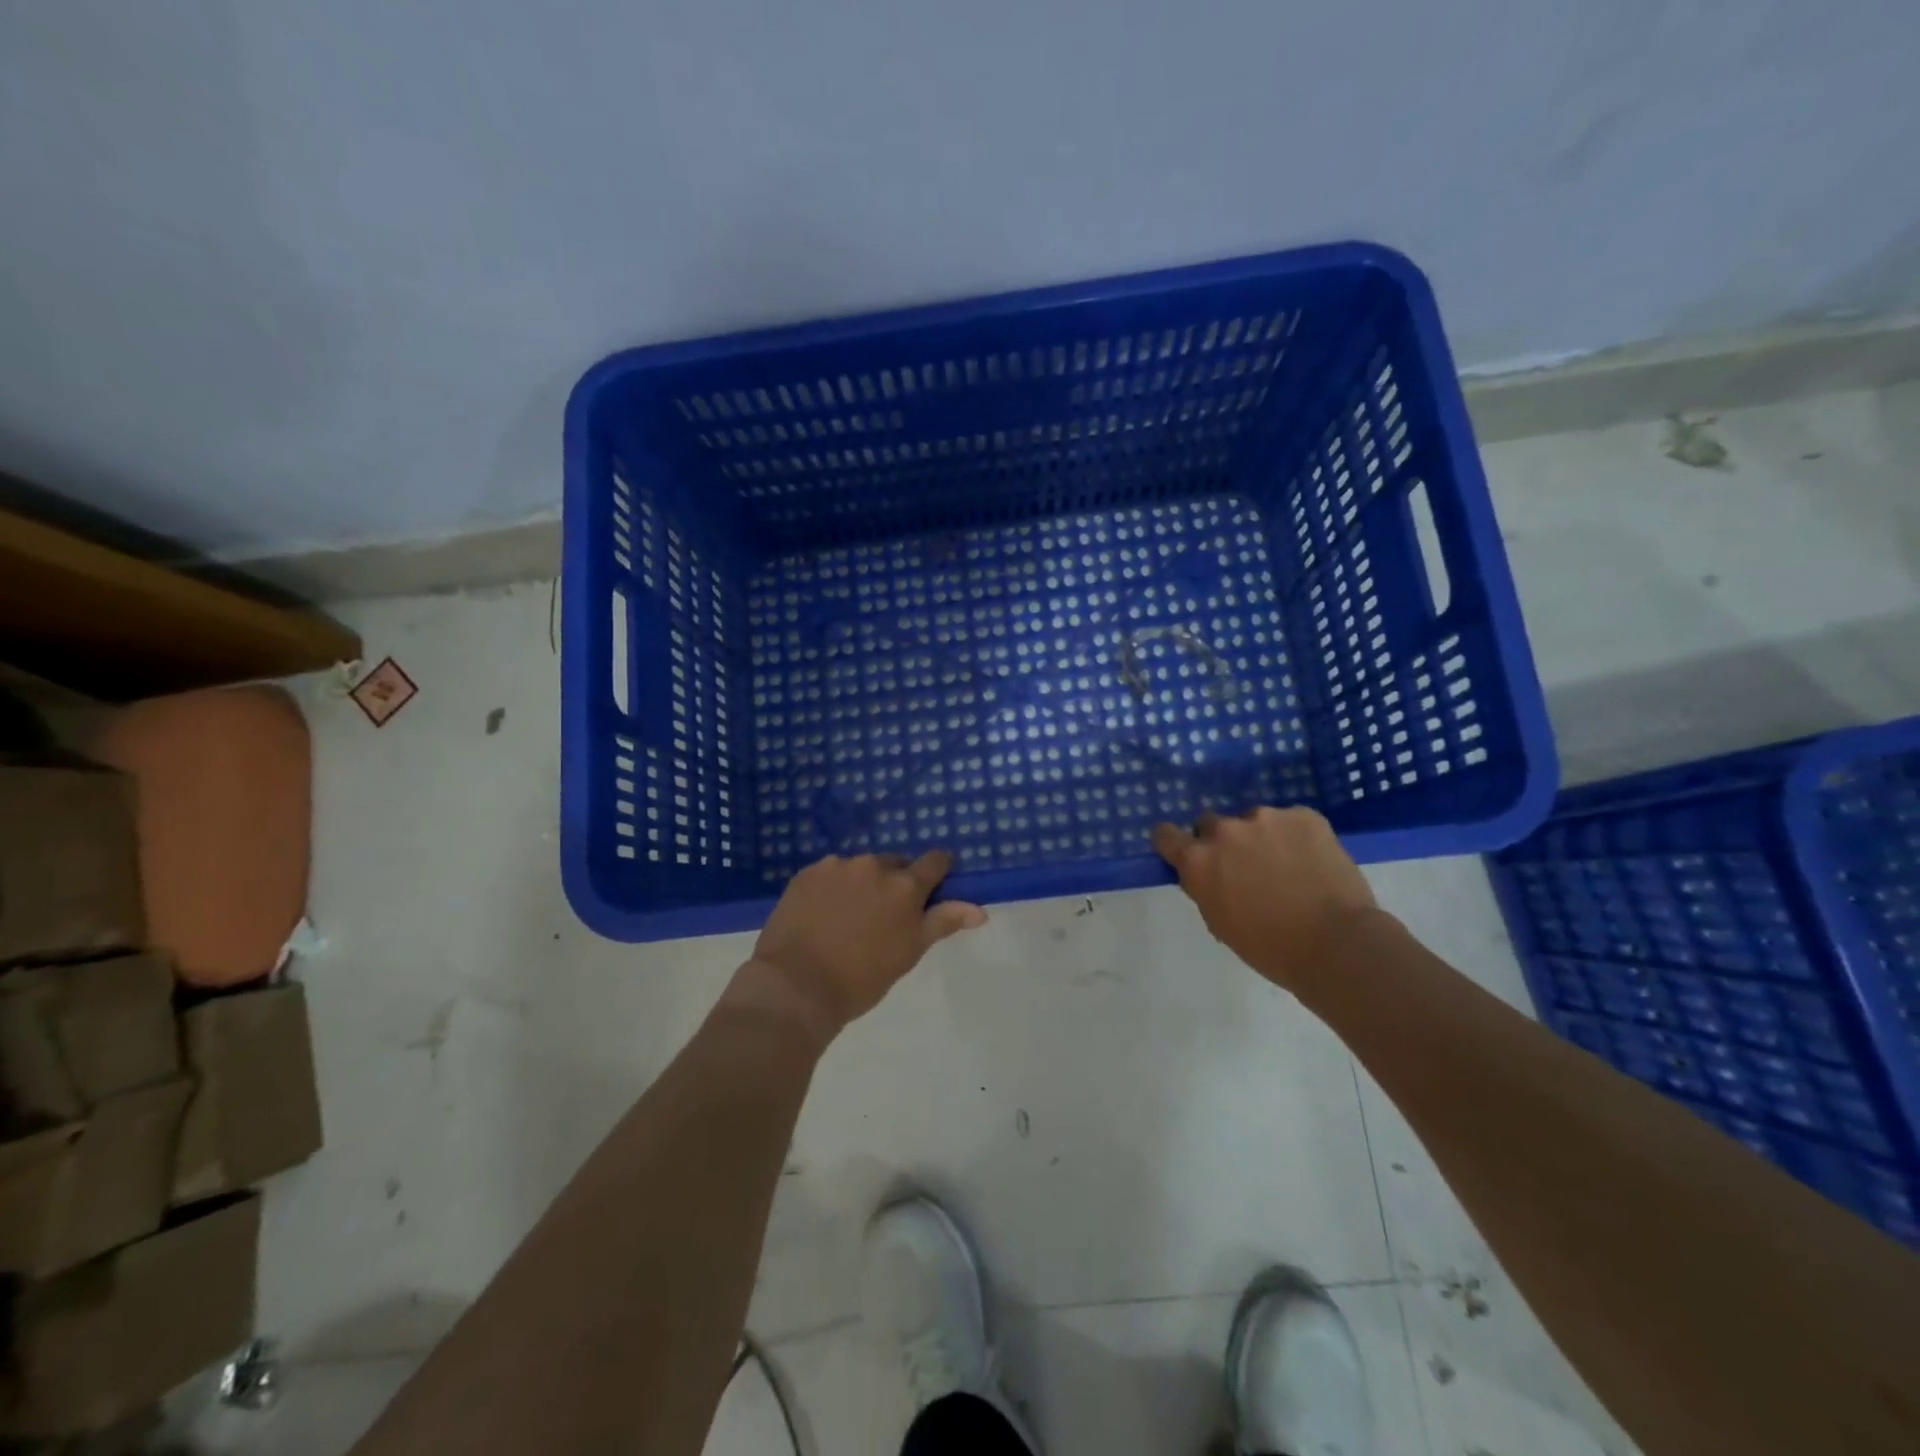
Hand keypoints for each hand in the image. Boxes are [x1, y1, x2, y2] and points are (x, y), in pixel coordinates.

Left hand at [744, 851, 985, 1039]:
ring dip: (862, 883)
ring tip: (849, 917)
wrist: (796, 986)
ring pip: (860, 868)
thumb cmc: (862, 978)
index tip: (936, 883)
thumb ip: (943, 922)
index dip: (938, 870)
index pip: (934, 861)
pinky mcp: (807, 873)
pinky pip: (830, 873)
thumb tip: (980, 910)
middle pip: (894, 864)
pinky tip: (823, 913)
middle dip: (895, 882)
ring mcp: (837, 866)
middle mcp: (873, 866)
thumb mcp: (909, 952)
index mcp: (905, 885)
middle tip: (885, 914)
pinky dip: (833, 887)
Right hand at [1152, 807, 1377, 991]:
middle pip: (1211, 824)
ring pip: (1254, 822)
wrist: (1337, 945)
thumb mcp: (1220, 922)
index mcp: (1198, 861)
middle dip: (1223, 842)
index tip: (1186, 853)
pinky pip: (1290, 820)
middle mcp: (1225, 831)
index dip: (1175, 844)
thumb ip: (1205, 887)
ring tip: (1288, 866)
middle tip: (1246, 867)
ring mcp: (1266, 818)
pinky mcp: (1304, 815)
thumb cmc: (1270, 948)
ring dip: (1262, 838)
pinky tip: (1312, 861)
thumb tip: (1208, 874)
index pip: (1165, 835)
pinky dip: (1296, 836)